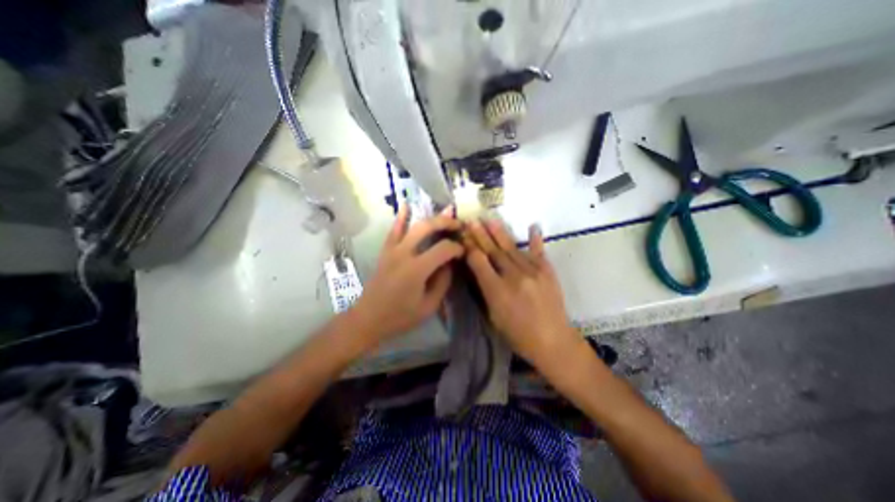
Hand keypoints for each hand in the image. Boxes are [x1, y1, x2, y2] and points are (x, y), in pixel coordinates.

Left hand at [350, 205, 460, 345]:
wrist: (369, 318)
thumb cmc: (400, 316)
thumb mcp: (429, 306)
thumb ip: (442, 282)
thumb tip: (450, 263)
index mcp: (417, 269)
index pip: (443, 249)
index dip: (457, 248)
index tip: (464, 251)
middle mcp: (404, 253)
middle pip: (427, 227)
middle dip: (446, 222)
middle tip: (459, 224)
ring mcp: (392, 249)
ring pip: (413, 225)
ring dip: (431, 217)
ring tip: (445, 212)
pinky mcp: (385, 251)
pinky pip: (394, 230)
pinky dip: (401, 217)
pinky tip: (406, 204)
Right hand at [460, 219, 579, 371]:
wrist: (553, 341)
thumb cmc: (518, 334)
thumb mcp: (493, 316)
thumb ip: (485, 290)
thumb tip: (477, 269)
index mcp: (497, 291)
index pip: (479, 262)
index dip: (469, 247)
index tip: (463, 235)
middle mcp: (514, 277)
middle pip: (493, 251)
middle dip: (480, 235)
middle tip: (471, 220)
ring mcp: (533, 272)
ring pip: (511, 248)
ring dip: (499, 233)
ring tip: (489, 219)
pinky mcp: (547, 271)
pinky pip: (538, 252)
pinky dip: (535, 239)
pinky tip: (533, 225)